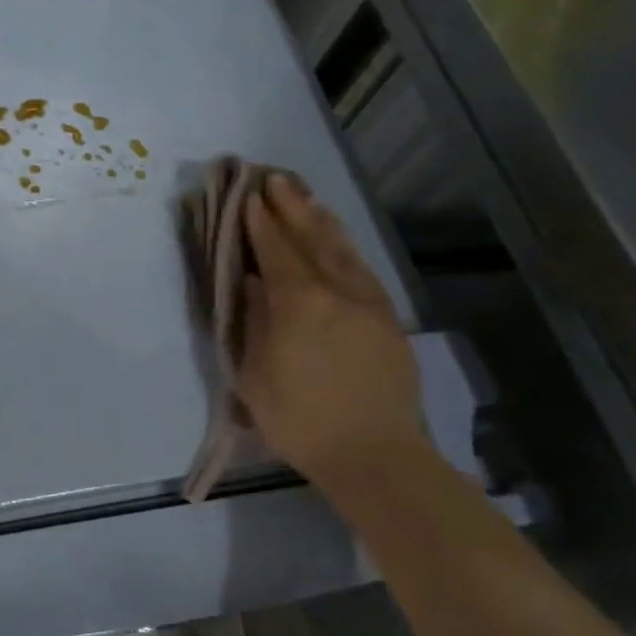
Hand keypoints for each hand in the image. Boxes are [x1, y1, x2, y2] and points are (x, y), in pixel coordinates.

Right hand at [236, 172, 428, 489]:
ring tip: (305, 195)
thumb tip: (250, 283)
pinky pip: (362, 268)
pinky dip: (344, 245)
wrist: (375, 456)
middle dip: (291, 206)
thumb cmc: (300, 419)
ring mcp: (369, 303)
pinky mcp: (388, 319)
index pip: (275, 250)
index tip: (247, 195)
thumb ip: (253, 321)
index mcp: (299, 303)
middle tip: (275, 178)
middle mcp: (337, 291)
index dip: (259, 221)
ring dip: (320, 219)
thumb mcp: (254, 374)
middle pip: (311, 238)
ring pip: (342, 249)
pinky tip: (337, 240)